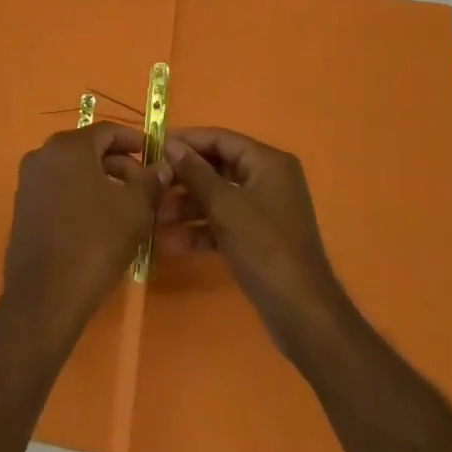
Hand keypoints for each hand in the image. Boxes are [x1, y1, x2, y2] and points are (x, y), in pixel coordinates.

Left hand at [1, 124, 167, 348]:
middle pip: (89, 149)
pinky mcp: (23, 207)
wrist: (45, 297)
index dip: (136, 141)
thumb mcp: (134, 210)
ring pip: (74, 171)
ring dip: (103, 182)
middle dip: (121, 164)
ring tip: (128, 207)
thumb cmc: (94, 243)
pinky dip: (82, 196)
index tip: (156, 157)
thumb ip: (150, 181)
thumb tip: (163, 166)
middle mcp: (43, 154)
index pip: (108, 131)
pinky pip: (59, 189)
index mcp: (68, 146)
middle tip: (146, 187)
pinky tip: (102, 222)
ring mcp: (29, 181)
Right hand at [159, 127, 348, 355]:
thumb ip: (196, 173)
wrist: (301, 313)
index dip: (186, 141)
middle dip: (182, 179)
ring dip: (185, 207)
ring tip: (152, 218)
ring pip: (216, 198)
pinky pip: (222, 223)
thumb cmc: (264, 247)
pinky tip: (169, 243)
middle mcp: (266, 179)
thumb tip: (171, 145)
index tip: (152, 147)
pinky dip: (199, 231)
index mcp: (267, 162)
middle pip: (216, 168)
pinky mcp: (255, 238)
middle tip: (150, 186)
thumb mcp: (226, 206)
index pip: (220, 139)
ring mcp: (262, 210)